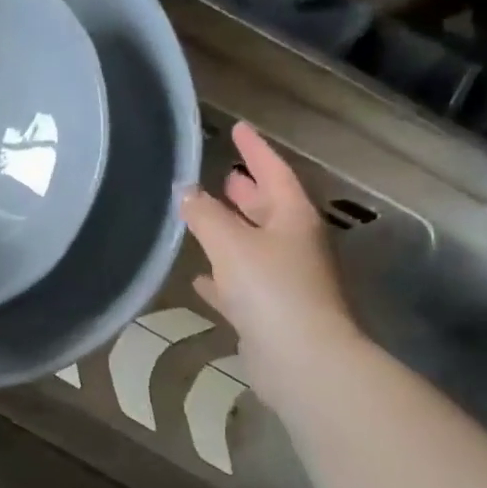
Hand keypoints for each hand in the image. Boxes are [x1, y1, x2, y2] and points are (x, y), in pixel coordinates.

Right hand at [182, 122, 361, 405]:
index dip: (256, 150)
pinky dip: (223, 277)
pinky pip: (242, 284)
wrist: (300, 359)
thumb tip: (185, 191)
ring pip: (254, 246)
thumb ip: (205, 214)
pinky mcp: (271, 312)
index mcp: (293, 218)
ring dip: (232, 232)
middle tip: (225, 175)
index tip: (239, 128)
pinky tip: (200, 279)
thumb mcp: (231, 243)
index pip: (274, 172)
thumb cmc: (270, 288)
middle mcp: (294, 244)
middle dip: (247, 192)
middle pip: (268, 209)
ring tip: (204, 218)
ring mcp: (285, 280)